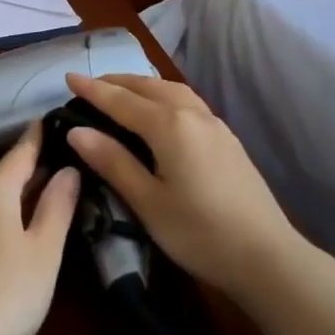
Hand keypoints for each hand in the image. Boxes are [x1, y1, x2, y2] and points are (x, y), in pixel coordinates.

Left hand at [0, 122, 80, 334]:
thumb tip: (68, 168)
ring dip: (21, 193)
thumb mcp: (44, 249)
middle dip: (36, 166)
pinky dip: (7, 215)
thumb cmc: (7, 291)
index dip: (41, 134)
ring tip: (53, 191)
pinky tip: (22, 228)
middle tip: (70, 157)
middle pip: (7, 174)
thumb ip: (57, 205)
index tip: (57, 115)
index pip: (22, 151)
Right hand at [62, 74, 298, 295]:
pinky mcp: (228, 140)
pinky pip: (188, 103)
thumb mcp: (147, 201)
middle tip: (90, 85)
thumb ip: (112, 161)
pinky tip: (160, 112)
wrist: (266, 257)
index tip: (67, 77)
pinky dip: (164, 97)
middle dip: (117, 82)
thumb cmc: (199, 232)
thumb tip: (76, 130)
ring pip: (172, 91)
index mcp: (169, 126)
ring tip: (122, 92)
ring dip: (143, 86)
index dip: (92, 89)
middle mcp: (193, 115)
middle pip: (149, 87)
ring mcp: (215, 125)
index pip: (121, 101)